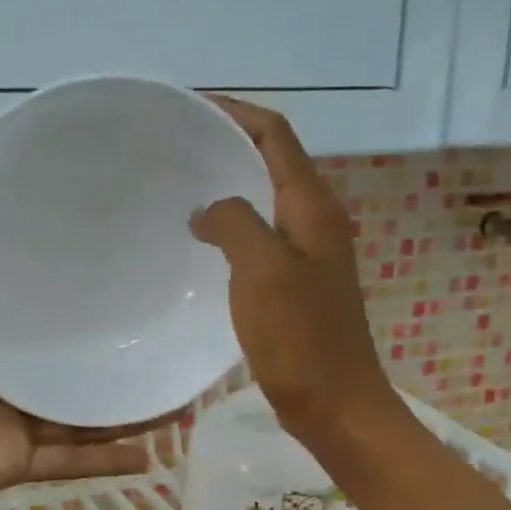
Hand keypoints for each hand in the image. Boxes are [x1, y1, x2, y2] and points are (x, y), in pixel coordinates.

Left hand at [0, 159, 156, 509]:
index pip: (37, 303)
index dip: (73, 283)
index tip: (119, 254)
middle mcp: (7, 373)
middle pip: (70, 359)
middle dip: (114, 345)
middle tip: (168, 320)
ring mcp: (17, 419)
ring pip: (84, 410)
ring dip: (126, 402)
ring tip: (180, 385)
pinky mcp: (19, 459)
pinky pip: (72, 460)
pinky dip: (107, 461)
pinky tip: (153, 453)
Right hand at [190, 97, 398, 440]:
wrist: (335, 403)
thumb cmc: (301, 337)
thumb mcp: (263, 270)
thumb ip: (234, 223)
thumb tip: (208, 210)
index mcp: (313, 207)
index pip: (276, 135)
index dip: (236, 113)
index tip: (190, 106)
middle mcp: (315, 220)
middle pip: (271, 162)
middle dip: (228, 144)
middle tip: (175, 146)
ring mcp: (306, 253)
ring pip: (264, 201)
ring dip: (228, 186)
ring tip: (180, 186)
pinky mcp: (294, 283)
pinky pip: (259, 237)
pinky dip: (231, 226)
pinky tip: (200, 242)